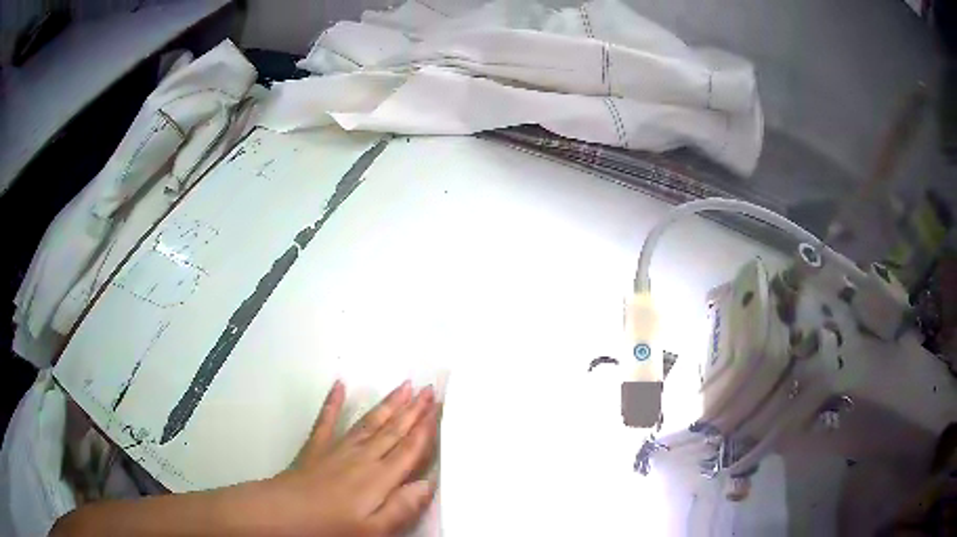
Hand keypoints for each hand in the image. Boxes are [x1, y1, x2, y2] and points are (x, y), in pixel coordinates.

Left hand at [263, 380, 439, 536]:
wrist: (284, 514)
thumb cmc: (332, 527)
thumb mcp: (374, 529)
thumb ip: (403, 506)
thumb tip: (429, 484)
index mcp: (380, 478)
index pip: (410, 449)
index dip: (426, 427)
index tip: (437, 405)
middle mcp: (363, 457)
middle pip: (393, 430)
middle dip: (413, 409)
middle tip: (427, 388)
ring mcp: (337, 448)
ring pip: (369, 422)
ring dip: (388, 404)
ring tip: (403, 386)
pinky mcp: (316, 447)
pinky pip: (326, 419)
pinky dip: (333, 401)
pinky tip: (340, 384)